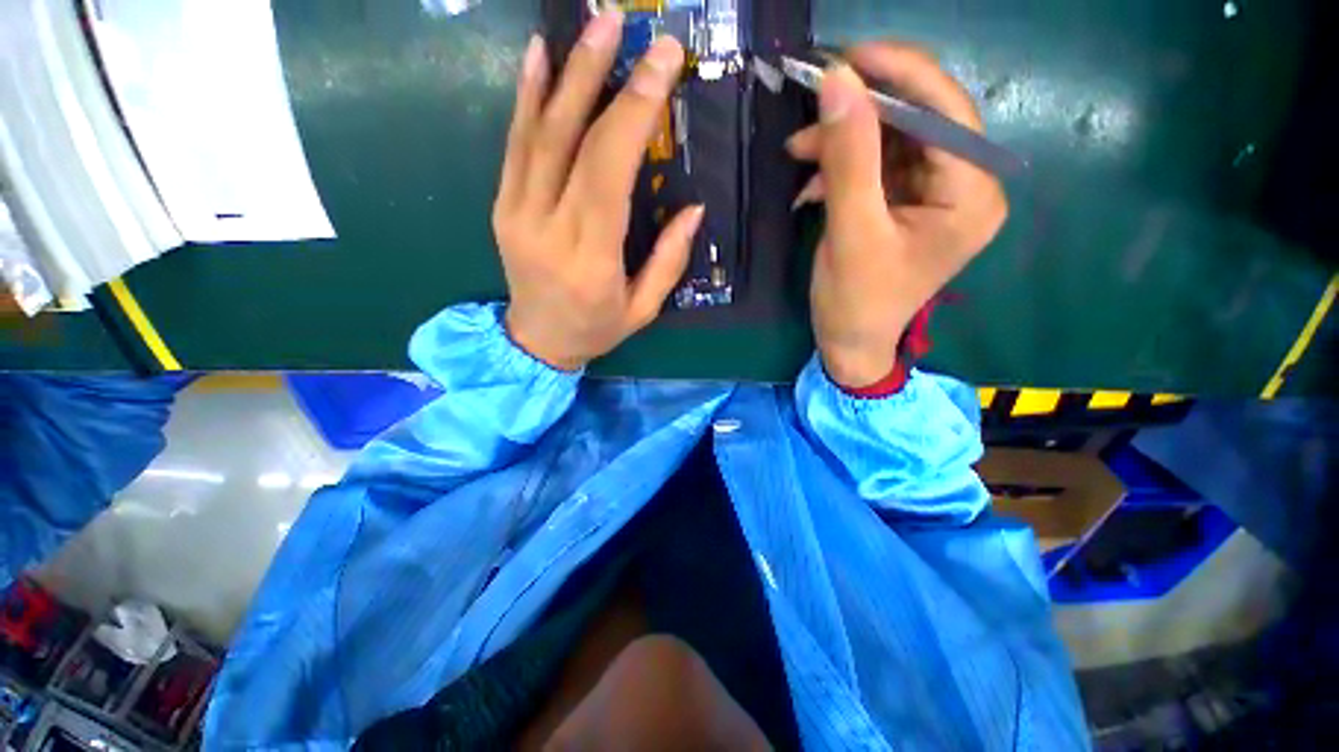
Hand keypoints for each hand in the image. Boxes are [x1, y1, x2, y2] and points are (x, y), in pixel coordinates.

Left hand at [493, 11, 703, 370]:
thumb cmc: (596, 329)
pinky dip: (526, 98)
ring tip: (591, 25)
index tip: (662, 64)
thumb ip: (668, 261)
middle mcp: (548, 229)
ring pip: (539, 133)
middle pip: (573, 142)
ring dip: (565, 73)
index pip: (609, 172)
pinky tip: (538, 57)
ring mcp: (517, 213)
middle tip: (624, 22)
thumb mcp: (643, 309)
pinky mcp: (502, 206)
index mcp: (590, 258)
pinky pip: (514, 146)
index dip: (634, 113)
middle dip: (602, 77)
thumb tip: (694, 208)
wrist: (536, 342)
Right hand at [786, 43, 1007, 388]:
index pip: (946, 110)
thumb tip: (838, 80)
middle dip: (860, 115)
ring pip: (892, 140)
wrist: (850, 343)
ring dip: (843, 143)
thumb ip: (849, 157)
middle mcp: (965, 185)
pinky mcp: (908, 203)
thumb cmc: (856, 301)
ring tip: (798, 153)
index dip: (899, 74)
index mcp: (972, 193)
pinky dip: (842, 168)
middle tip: (809, 115)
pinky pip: (877, 166)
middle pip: (918, 121)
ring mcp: (935, 194)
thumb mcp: (851, 231)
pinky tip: (812, 185)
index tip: (845, 58)